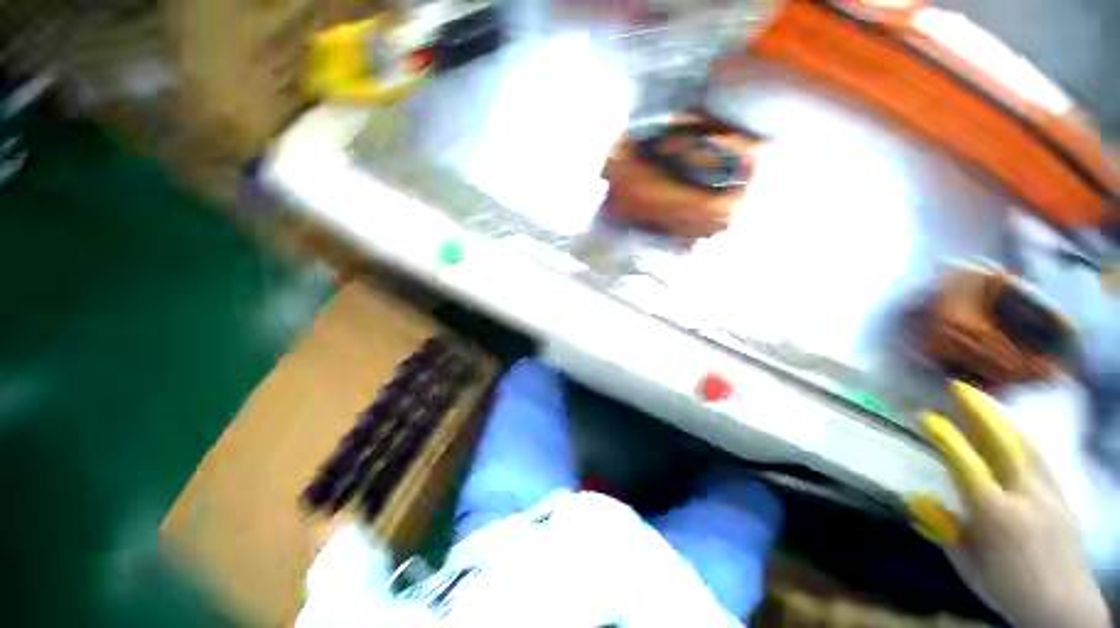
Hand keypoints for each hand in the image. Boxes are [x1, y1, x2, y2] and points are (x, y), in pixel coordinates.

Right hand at [910, 382, 1109, 627]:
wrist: (1063, 608)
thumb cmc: (1006, 589)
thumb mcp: (969, 566)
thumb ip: (945, 530)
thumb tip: (917, 498)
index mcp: (997, 515)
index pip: (967, 466)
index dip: (946, 438)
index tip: (926, 417)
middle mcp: (1026, 496)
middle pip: (1003, 444)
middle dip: (979, 412)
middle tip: (958, 387)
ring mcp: (1050, 494)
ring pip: (1025, 445)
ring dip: (1001, 419)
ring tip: (983, 403)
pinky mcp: (1063, 497)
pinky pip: (1040, 458)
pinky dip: (1022, 438)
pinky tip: (1014, 432)